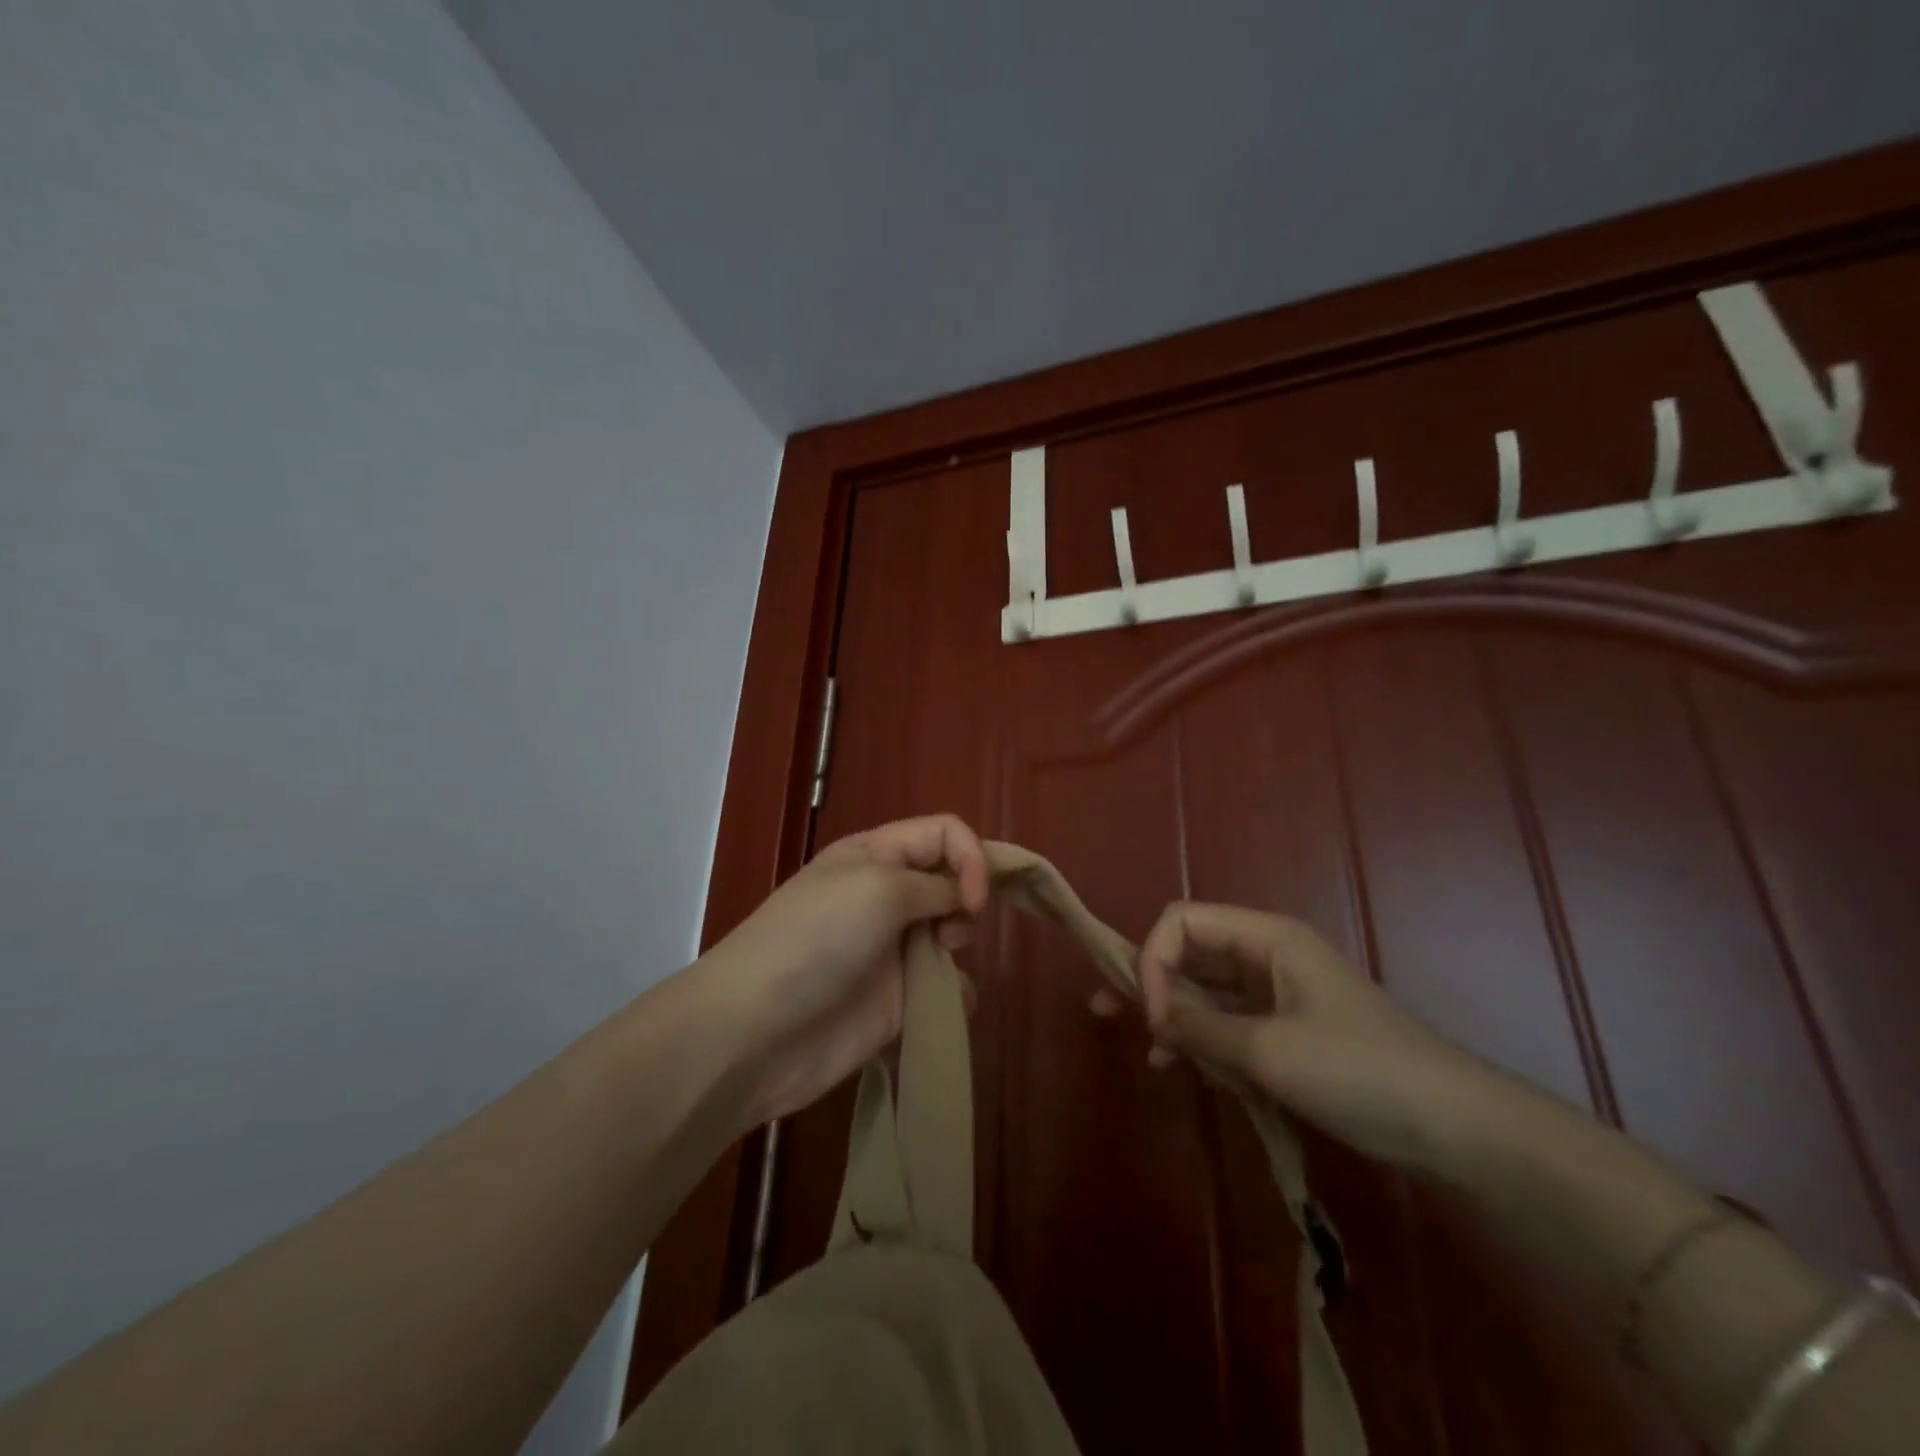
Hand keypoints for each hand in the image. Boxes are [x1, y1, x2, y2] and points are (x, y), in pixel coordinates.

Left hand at [695, 815, 990, 1126]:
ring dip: (961, 946)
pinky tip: (939, 1005)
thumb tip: (964, 899)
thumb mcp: (878, 887)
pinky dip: (954, 995)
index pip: (944, 833)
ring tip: (940, 966)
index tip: (974, 899)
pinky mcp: (898, 1001)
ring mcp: (893, 949)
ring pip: (954, 933)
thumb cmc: (817, 938)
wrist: (758, 1030)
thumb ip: (935, 884)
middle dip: (969, 901)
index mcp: (877, 855)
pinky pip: (947, 988)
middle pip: (953, 881)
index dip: (971, 857)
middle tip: (954, 930)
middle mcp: (888, 895)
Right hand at [1135, 902, 1513, 1171]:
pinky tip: (1183, 1068)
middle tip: (1107, 1011)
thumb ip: (1201, 1028)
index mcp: (1267, 938)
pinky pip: (1230, 1022)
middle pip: (1191, 950)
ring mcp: (1279, 993)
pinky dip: (1204, 1039)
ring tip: (1146, 1051)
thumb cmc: (1359, 1071)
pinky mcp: (1289, 1030)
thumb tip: (1153, 1015)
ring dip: (1173, 1014)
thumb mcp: (1269, 1050)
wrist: (1455, 1126)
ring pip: (1208, 989)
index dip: (1154, 959)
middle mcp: (1268, 955)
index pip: (1183, 921)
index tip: (1154, 1017)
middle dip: (1150, 979)